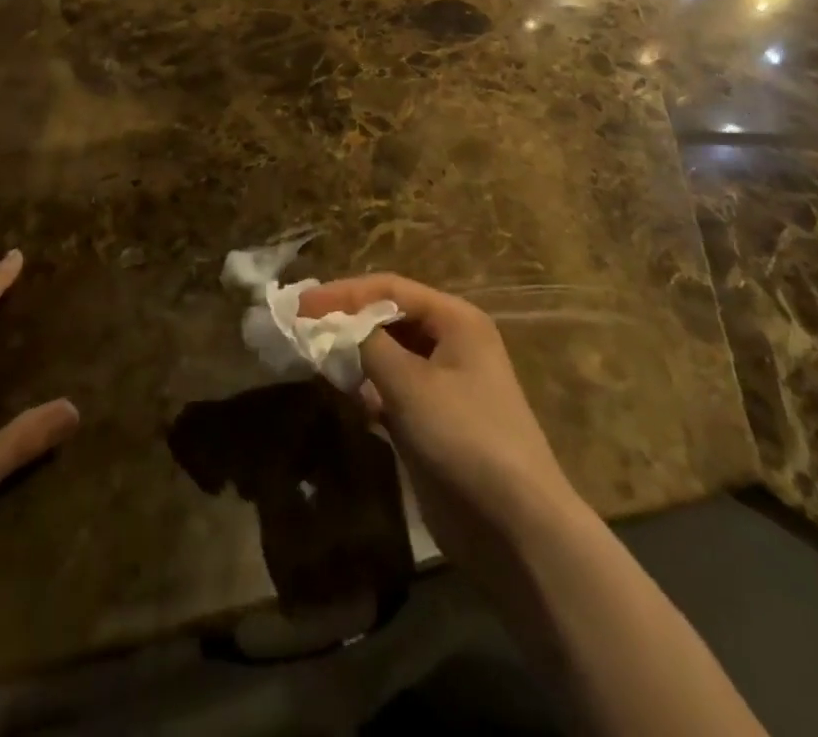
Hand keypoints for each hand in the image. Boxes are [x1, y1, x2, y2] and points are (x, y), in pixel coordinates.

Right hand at [296, 275, 587, 567]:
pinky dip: (368, 388)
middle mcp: (451, 343)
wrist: (516, 528)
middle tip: (302, 327)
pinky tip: (346, 396)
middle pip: (389, 318)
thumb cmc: (465, 437)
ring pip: (388, 355)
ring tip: (315, 357)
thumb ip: (366, 345)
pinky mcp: (434, 421)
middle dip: (347, 321)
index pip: (390, 289)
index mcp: (456, 320)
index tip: (301, 304)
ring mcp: (444, 384)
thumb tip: (332, 323)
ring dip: (354, 355)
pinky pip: (392, 390)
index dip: (343, 293)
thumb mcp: (410, 383)